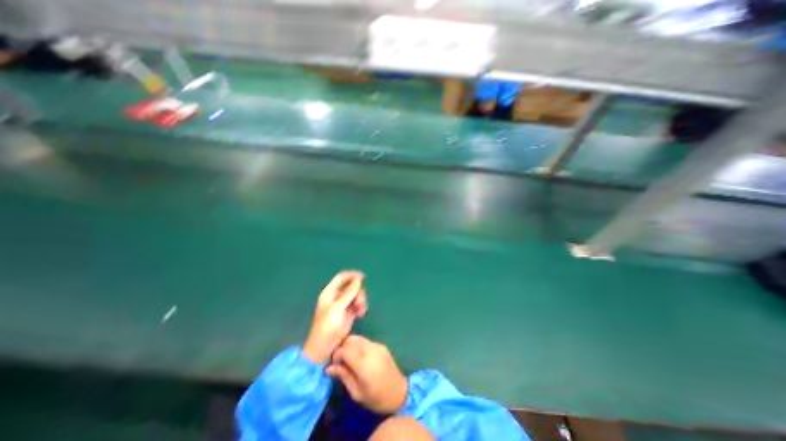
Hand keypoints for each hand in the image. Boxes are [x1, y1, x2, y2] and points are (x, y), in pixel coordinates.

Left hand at [302, 273, 366, 365]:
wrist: (325, 346)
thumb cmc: (328, 325)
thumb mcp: (338, 307)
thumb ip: (349, 292)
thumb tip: (358, 279)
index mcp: (330, 292)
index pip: (342, 277)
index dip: (352, 275)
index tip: (363, 277)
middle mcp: (337, 296)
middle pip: (352, 286)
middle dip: (358, 292)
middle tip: (359, 302)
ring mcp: (343, 304)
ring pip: (356, 295)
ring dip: (361, 300)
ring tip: (361, 310)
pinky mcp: (348, 312)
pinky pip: (358, 303)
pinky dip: (361, 307)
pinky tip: (361, 313)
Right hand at [327, 336, 407, 413]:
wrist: (399, 392)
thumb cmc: (376, 398)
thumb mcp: (357, 392)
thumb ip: (343, 376)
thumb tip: (328, 368)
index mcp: (364, 363)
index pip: (345, 349)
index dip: (336, 355)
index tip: (334, 364)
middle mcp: (370, 350)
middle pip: (351, 339)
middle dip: (342, 347)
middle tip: (340, 360)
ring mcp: (377, 345)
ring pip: (358, 338)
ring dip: (350, 345)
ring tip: (348, 358)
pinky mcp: (381, 345)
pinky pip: (366, 341)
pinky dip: (358, 345)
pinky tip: (359, 357)